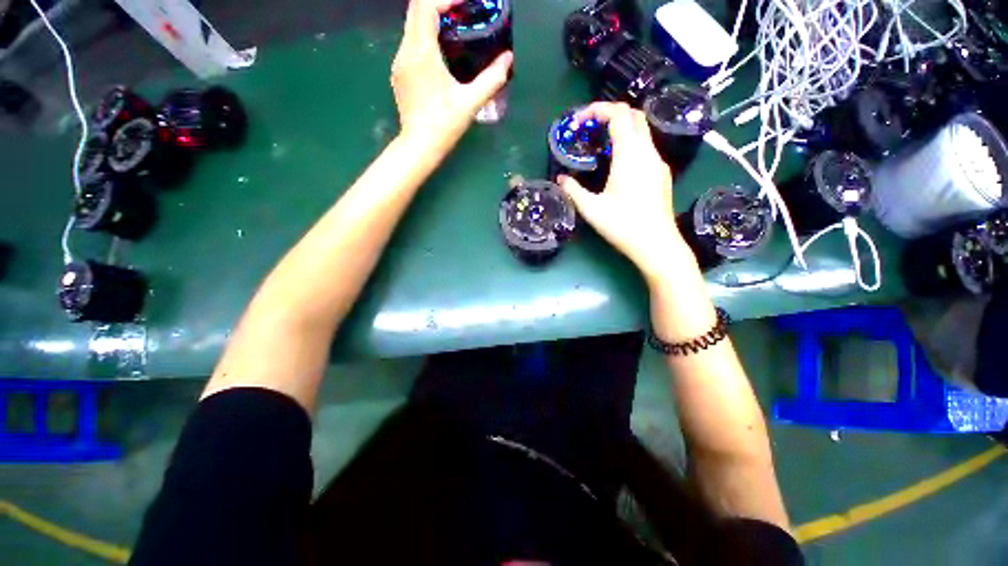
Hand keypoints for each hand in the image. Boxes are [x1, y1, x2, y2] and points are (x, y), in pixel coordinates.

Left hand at [391, 0, 512, 154]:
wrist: (419, 146)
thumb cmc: (444, 124)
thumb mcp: (471, 102)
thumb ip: (492, 79)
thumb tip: (508, 58)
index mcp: (422, 52)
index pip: (426, 6)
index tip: (466, 2)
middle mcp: (405, 51)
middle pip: (415, 10)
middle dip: (439, 4)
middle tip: (462, 12)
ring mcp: (399, 62)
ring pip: (411, 26)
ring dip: (431, 20)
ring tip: (454, 29)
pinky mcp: (398, 74)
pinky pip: (409, 43)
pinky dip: (424, 37)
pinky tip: (440, 52)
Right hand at [557, 102, 692, 278]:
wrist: (657, 244)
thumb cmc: (623, 225)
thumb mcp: (592, 209)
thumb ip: (573, 190)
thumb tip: (560, 179)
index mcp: (630, 155)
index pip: (618, 114)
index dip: (598, 110)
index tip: (580, 121)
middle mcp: (648, 151)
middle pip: (634, 115)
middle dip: (611, 113)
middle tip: (590, 128)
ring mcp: (658, 162)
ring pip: (642, 130)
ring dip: (621, 128)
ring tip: (600, 146)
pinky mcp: (661, 173)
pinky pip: (646, 147)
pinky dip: (630, 143)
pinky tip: (618, 164)